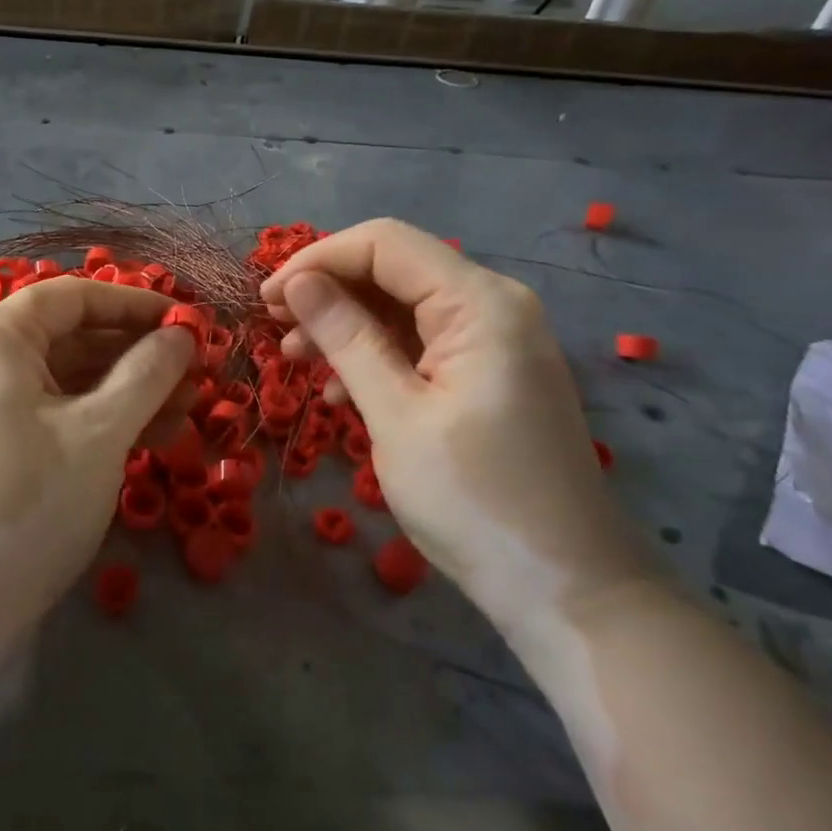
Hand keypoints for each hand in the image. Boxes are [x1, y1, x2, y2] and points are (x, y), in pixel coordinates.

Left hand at [0, 277, 195, 709]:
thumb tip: (184, 334)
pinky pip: (48, 413)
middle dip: (137, 355)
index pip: (74, 297)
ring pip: (64, 380)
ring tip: (185, 413)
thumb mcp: (100, 433)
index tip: (189, 324)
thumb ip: (148, 374)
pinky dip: (94, 420)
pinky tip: (147, 439)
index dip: (136, 305)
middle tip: (196, 376)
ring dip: (124, 392)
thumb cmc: (27, 503)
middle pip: (70, 337)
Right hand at [260, 219, 656, 637]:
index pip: (384, 245)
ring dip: (345, 324)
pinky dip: (374, 354)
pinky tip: (341, 389)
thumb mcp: (396, 415)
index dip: (316, 260)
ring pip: (401, 306)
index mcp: (480, 304)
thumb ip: (346, 338)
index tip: (266, 299)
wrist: (565, 585)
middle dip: (328, 290)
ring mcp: (494, 340)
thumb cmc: (474, 499)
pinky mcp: (487, 373)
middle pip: (393, 269)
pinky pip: (419, 342)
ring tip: (297, 360)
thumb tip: (297, 283)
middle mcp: (492, 306)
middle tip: (274, 327)